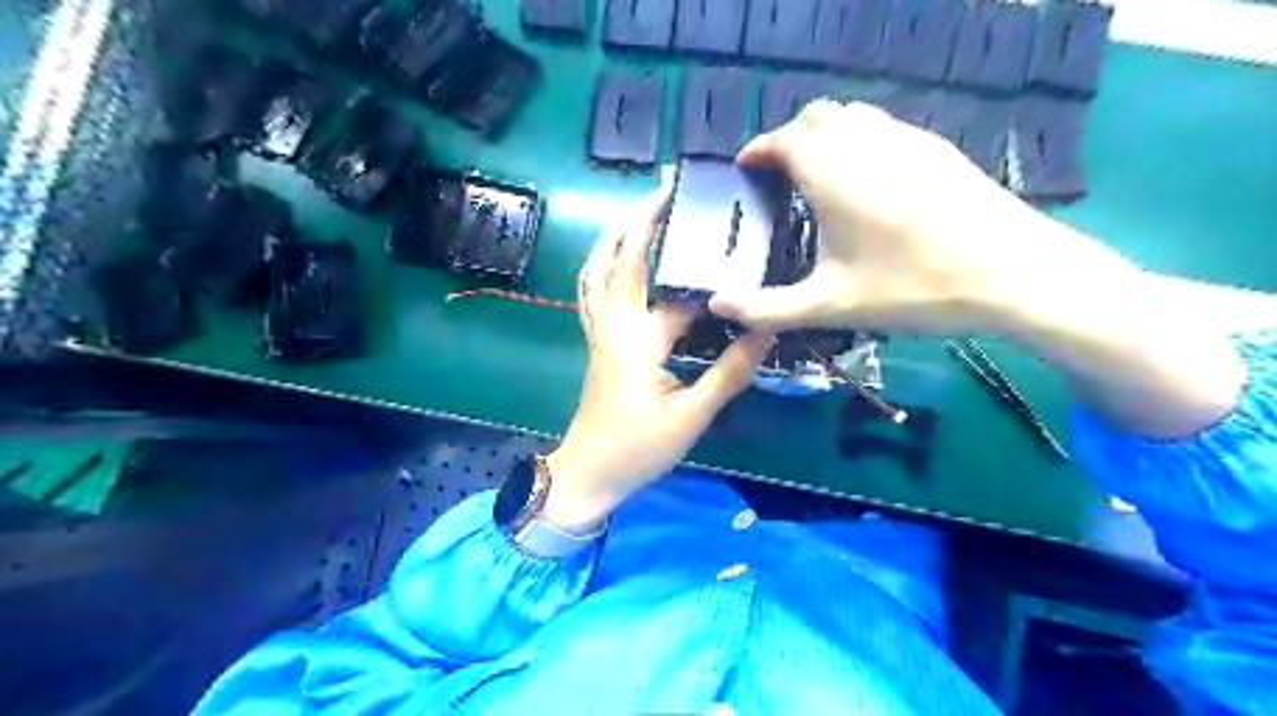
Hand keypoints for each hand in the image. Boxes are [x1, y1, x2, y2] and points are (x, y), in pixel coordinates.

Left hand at [544, 186, 772, 530]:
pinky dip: (602, 263)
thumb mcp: (692, 417)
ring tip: (637, 210)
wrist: (587, 474)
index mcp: (640, 342)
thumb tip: (764, 332)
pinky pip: (592, 290)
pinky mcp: (596, 341)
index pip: (678, 296)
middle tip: (665, 187)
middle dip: (640, 219)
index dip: (708, 274)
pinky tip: (616, 257)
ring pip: (595, 271)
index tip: (733, 240)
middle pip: (620, 260)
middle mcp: (614, 326)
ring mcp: (598, 332)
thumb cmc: (638, 450)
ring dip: (613, 235)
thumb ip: (728, 373)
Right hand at [708, 99, 1236, 436]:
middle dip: (790, 138)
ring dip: (826, 135)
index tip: (745, 168)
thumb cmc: (913, 287)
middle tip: (780, 176)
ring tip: (818, 177)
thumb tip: (717, 307)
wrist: (1013, 273)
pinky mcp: (936, 148)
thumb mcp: (831, 305)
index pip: (783, 139)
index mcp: (832, 172)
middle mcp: (866, 142)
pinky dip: (860, 141)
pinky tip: (867, 183)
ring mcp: (906, 139)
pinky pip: (883, 127)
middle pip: (817, 116)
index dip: (758, 149)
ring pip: (853, 116)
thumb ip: (768, 308)